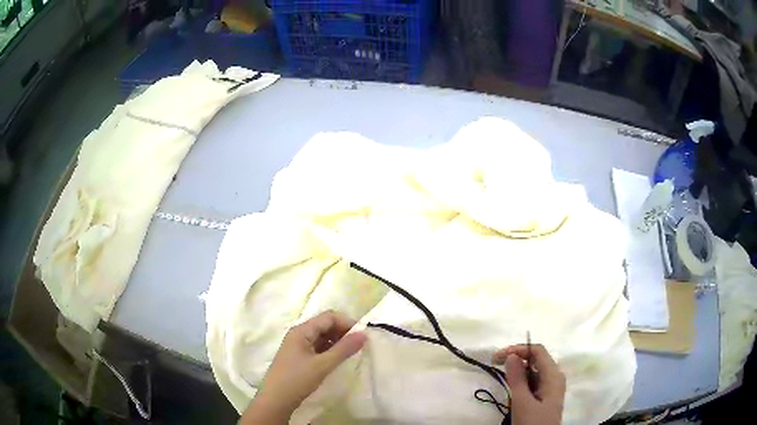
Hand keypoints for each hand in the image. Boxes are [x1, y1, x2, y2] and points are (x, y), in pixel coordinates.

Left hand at [240, 310, 366, 424]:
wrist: (275, 400)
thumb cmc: (297, 379)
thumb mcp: (323, 365)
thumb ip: (344, 349)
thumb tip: (364, 334)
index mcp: (302, 330)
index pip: (329, 317)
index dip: (347, 323)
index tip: (363, 336)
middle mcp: (299, 334)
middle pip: (325, 325)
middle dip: (343, 332)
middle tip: (359, 346)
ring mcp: (298, 345)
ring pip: (322, 336)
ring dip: (337, 341)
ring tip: (351, 353)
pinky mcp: (299, 357)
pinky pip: (317, 347)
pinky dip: (329, 350)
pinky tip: (337, 360)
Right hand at [493, 344, 565, 424]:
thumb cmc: (532, 422)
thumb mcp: (522, 402)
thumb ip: (517, 378)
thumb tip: (511, 355)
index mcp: (554, 375)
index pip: (537, 351)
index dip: (518, 349)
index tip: (497, 357)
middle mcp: (555, 377)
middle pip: (536, 359)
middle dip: (516, 359)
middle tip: (495, 365)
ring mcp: (551, 387)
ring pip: (534, 371)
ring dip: (518, 372)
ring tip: (502, 378)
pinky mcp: (545, 396)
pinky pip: (534, 382)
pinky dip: (521, 382)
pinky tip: (512, 389)